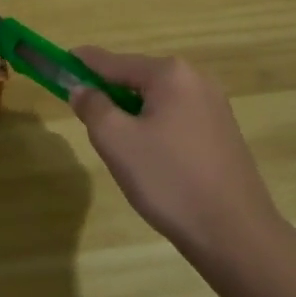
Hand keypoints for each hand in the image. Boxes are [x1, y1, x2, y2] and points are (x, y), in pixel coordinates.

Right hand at [67, 47, 277, 263]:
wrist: (236, 234)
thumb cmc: (169, 180)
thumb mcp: (116, 141)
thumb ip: (93, 107)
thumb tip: (83, 89)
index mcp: (170, 74)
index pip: (113, 61)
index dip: (83, 63)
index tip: (59, 63)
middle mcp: (196, 79)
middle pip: (136, 78)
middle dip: (109, 93)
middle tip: (88, 119)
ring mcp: (214, 106)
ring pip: (156, 100)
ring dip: (132, 113)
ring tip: (118, 146)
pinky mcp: (222, 132)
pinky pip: (176, 117)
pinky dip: (154, 126)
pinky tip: (150, 158)